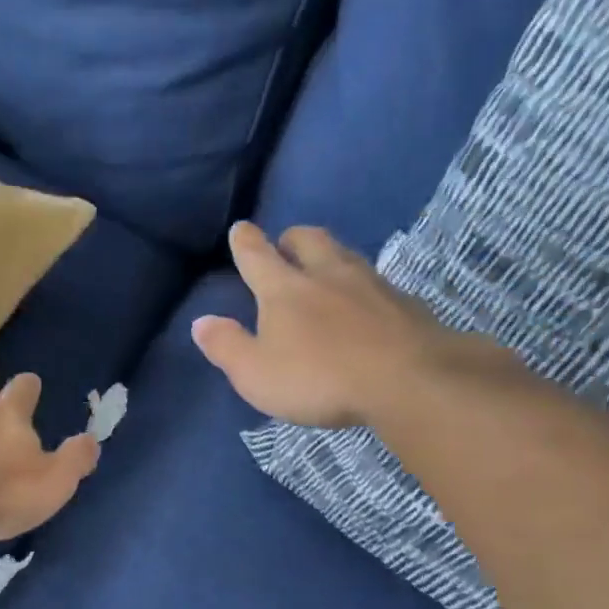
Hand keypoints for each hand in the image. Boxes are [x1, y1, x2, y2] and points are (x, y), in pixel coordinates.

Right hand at [192, 223, 452, 427]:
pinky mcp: (404, 304)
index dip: (246, 242)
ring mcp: (371, 285)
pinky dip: (364, 287)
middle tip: (286, 245)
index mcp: (284, 290)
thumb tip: (201, 322)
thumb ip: (226, 346)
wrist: (407, 379)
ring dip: (330, 256)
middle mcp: (326, 275)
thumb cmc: (318, 378)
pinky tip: (367, 305)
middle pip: (308, 241)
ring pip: (346, 255)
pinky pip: (377, 284)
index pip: (257, 257)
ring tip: (325, 268)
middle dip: (292, 239)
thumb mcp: (256, 374)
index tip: (241, 228)